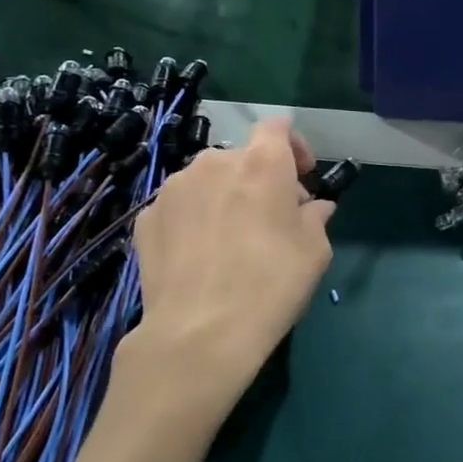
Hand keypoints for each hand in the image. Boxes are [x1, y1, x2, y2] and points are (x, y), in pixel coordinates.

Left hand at [129, 118, 333, 417]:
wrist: (199, 334)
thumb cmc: (270, 285)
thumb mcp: (314, 252)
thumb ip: (316, 218)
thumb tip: (314, 208)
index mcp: (261, 164)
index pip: (277, 127)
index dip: (294, 146)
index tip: (302, 176)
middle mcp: (213, 163)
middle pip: (242, 158)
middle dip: (260, 180)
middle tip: (271, 219)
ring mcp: (174, 189)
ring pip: (208, 181)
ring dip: (224, 198)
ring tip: (231, 241)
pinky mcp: (147, 218)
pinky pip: (180, 207)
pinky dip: (195, 220)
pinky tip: (201, 257)